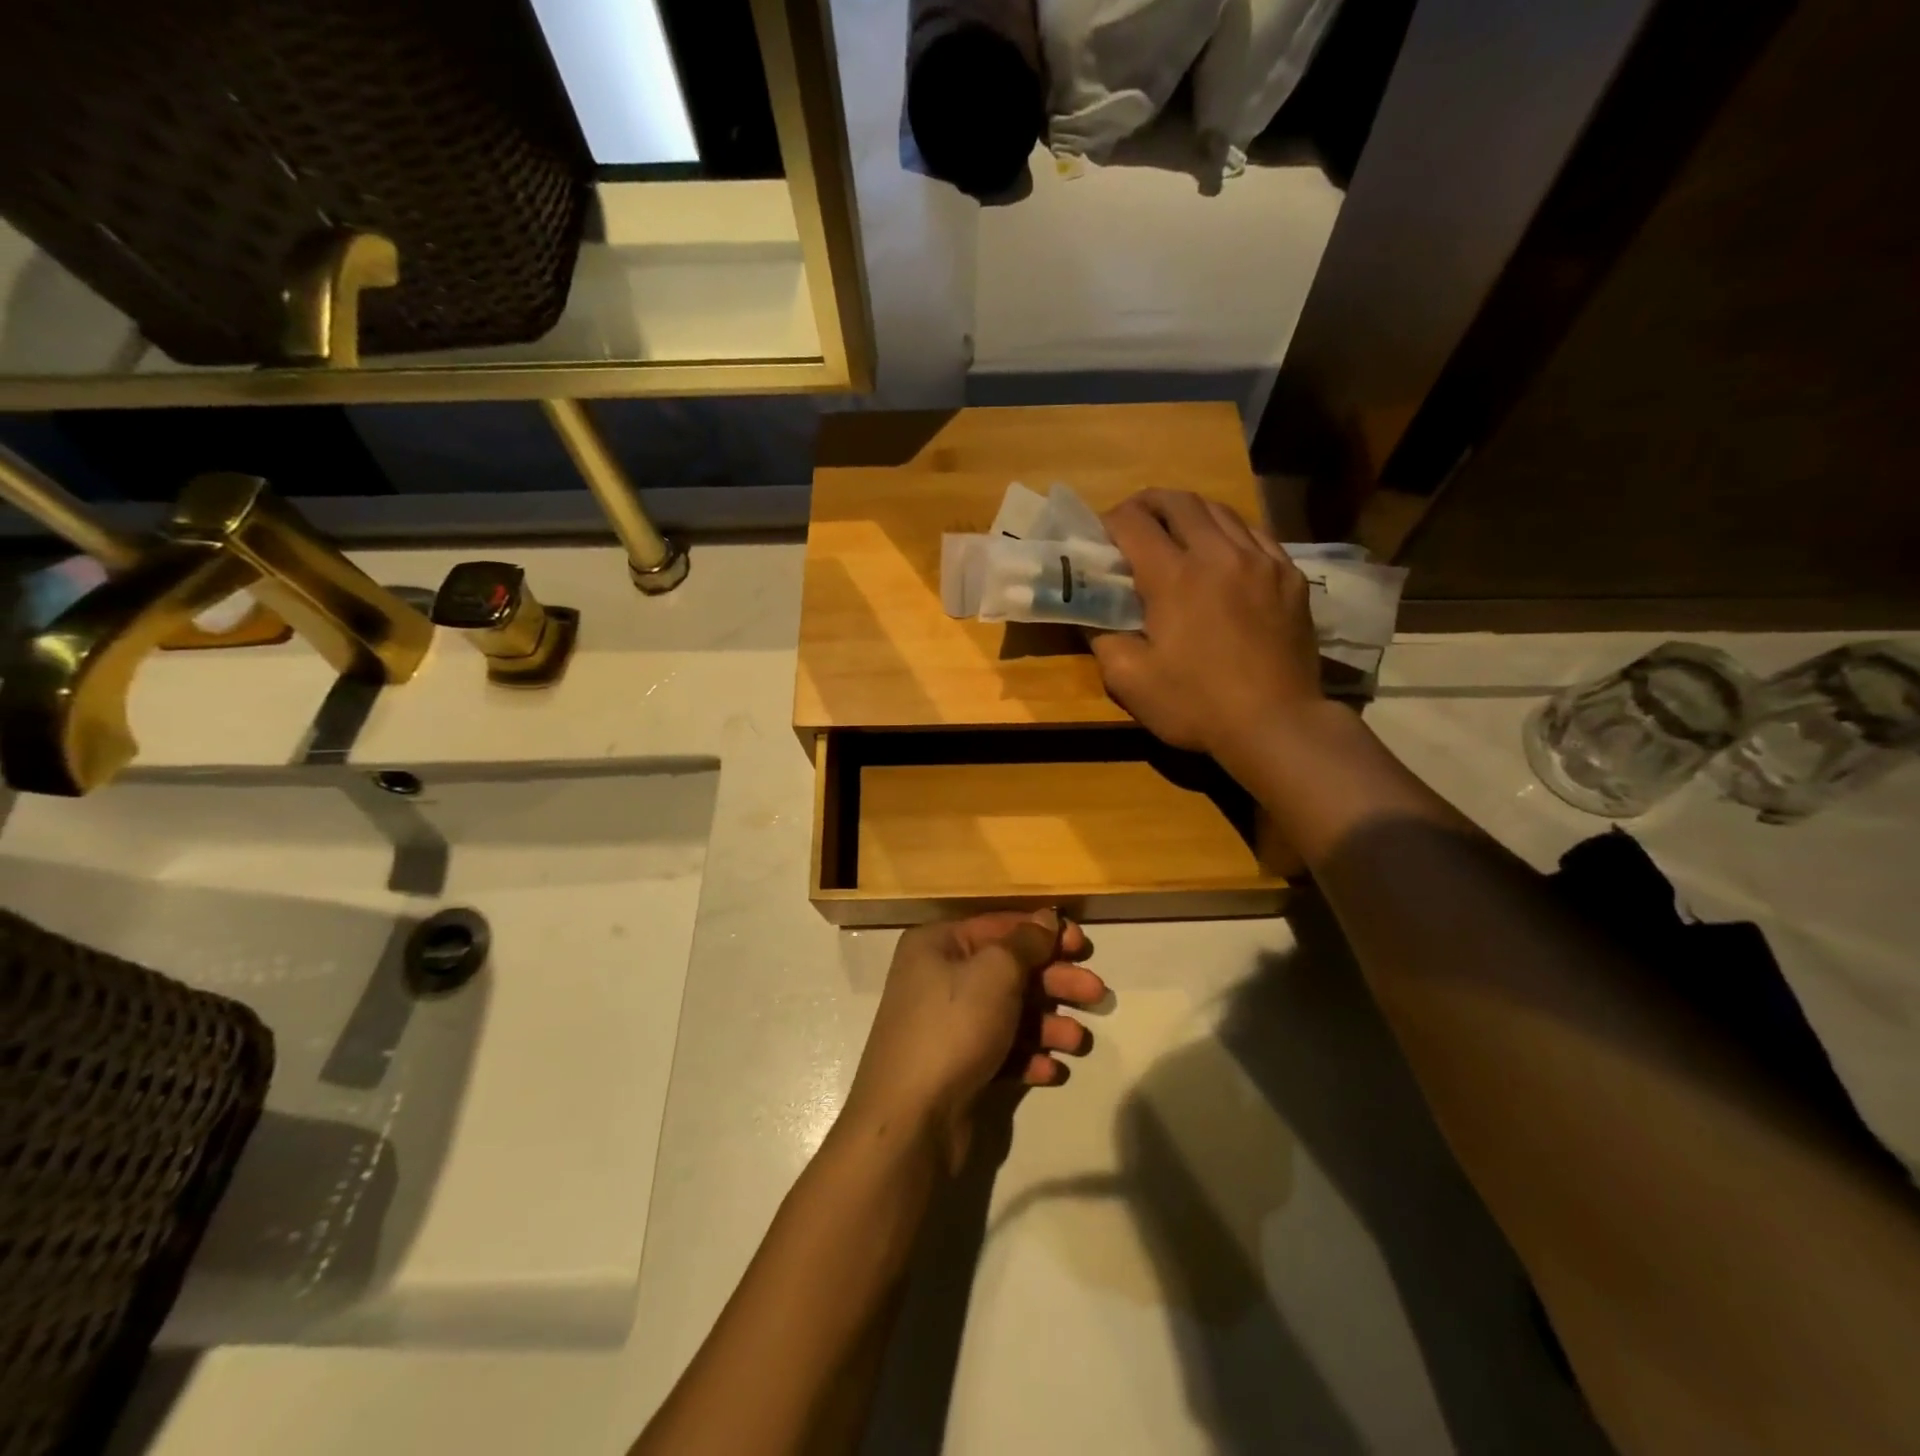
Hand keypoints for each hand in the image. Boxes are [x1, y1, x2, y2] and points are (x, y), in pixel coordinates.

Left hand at [842, 910, 1103, 1171]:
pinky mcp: (958, 1065)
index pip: (1000, 926)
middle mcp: (939, 977)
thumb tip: (1047, 918)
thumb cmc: (953, 1027)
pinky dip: (1028, 1057)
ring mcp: (948, 1024)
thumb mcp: (995, 973)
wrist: (911, 1120)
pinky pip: (1001, 1049)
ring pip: (1010, 1013)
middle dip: (1055, 982)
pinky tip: (1051, 1071)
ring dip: (1048, 1024)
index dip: (1044, 932)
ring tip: (1078, 1041)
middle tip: (1096, 994)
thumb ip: (1026, 942)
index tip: (1083, 945)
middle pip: (1009, 971)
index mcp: (938, 944)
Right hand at [1093, 489, 1323, 771]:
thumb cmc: (1195, 704)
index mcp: (1174, 576)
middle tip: (1132, 524)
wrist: (1276, 725)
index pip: (1133, 522)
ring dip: (1188, 513)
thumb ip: (1102, 636)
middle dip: (1147, 504)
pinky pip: (1255, 533)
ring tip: (1174, 533)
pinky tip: (1221, 554)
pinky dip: (1228, 532)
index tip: (1100, 539)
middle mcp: (1219, 553)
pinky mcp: (1290, 575)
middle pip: (1179, 501)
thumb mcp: (1129, 679)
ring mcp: (1261, 560)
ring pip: (1220, 510)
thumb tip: (1090, 610)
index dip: (1109, 522)